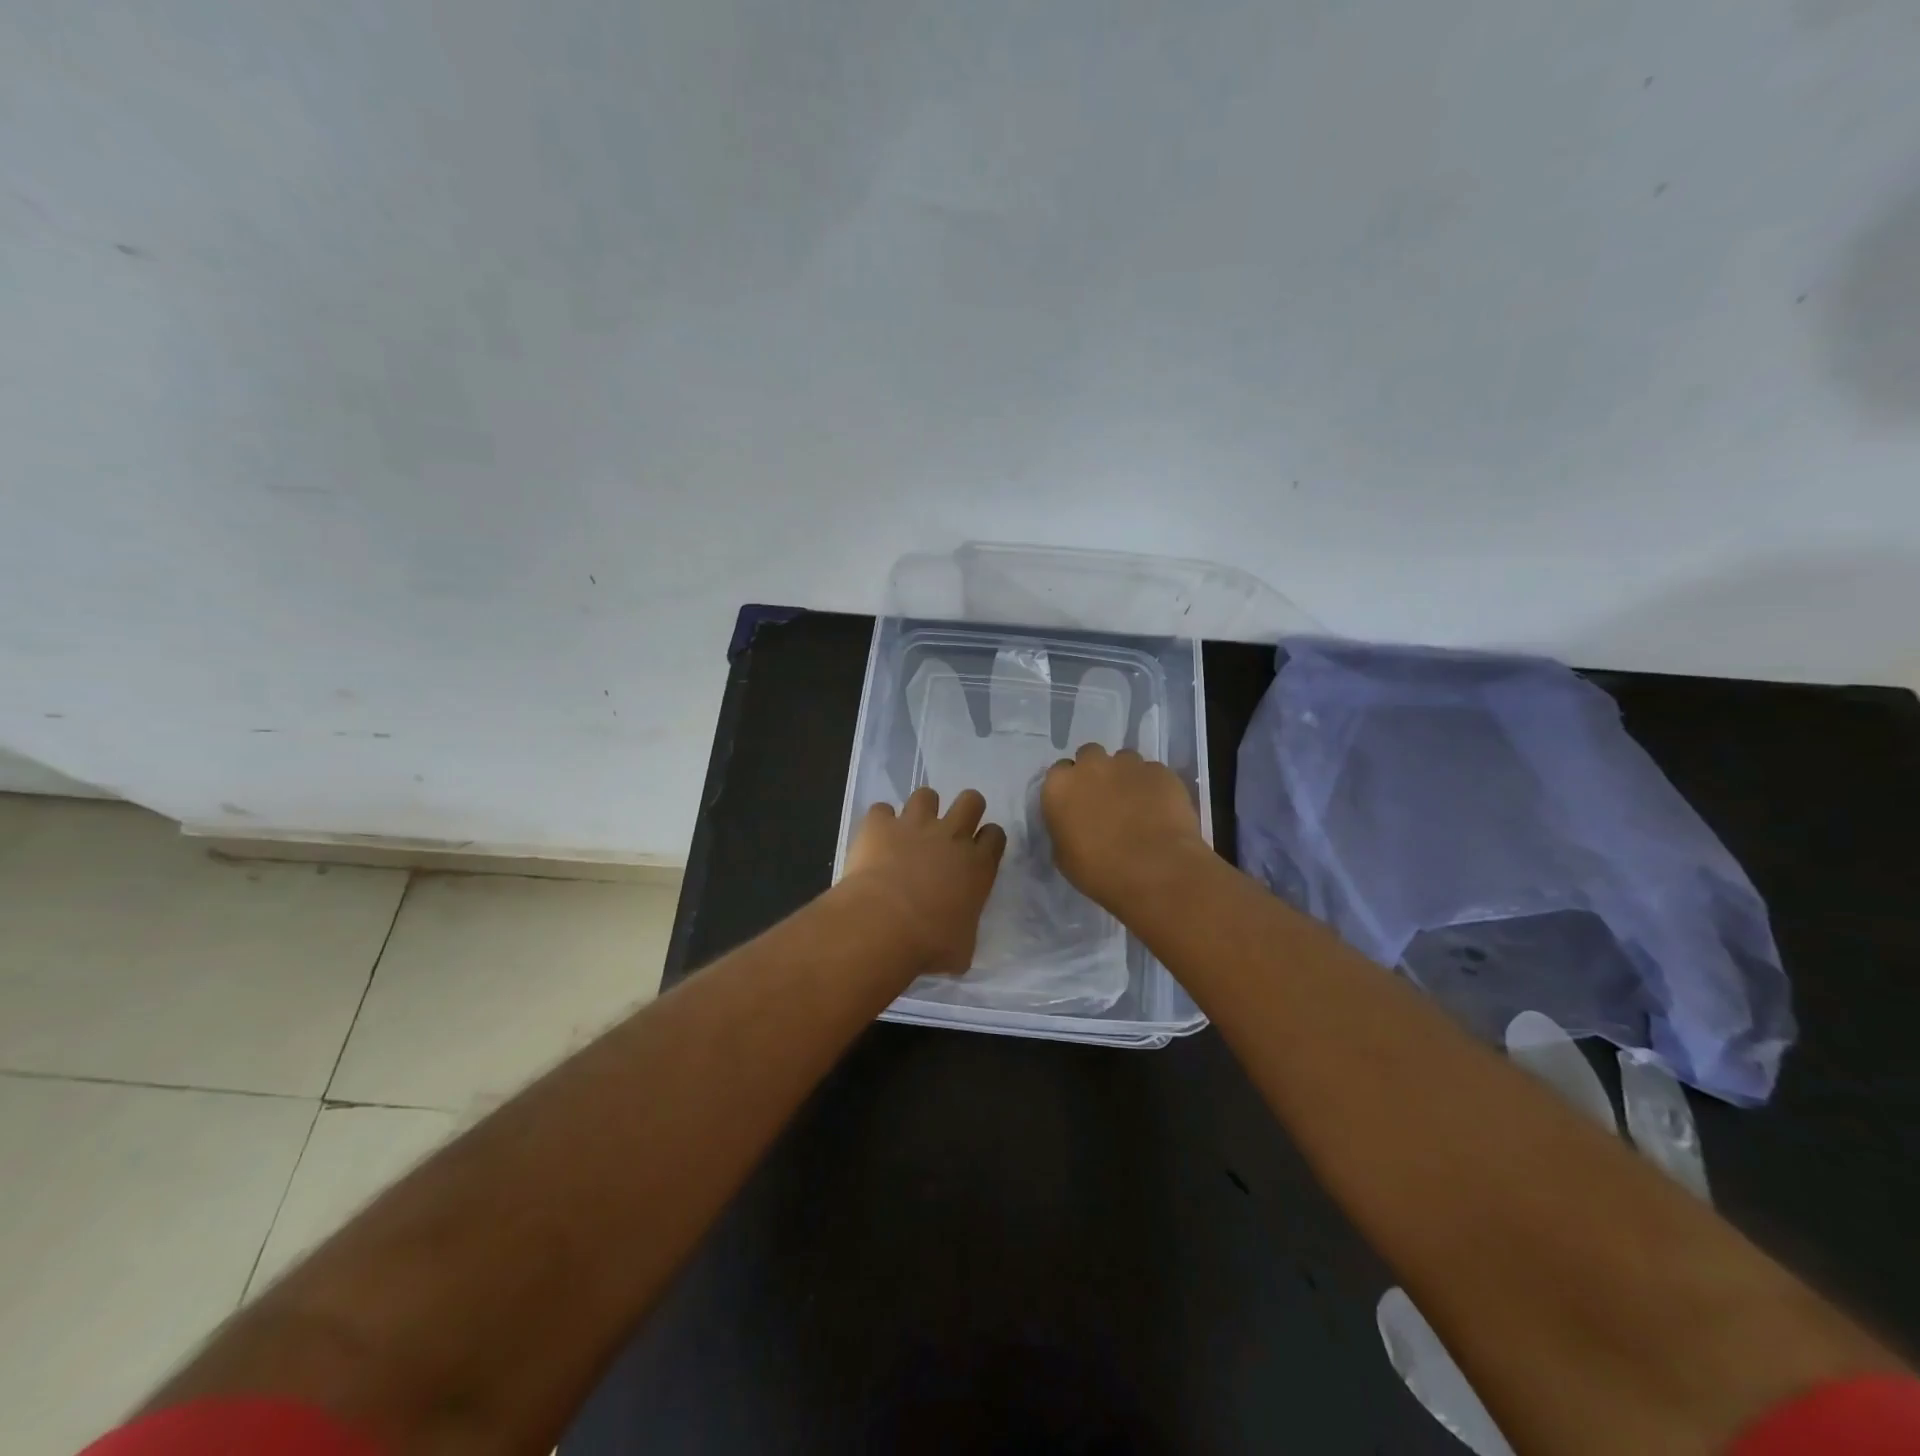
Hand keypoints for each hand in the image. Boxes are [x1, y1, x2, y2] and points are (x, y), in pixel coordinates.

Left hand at [841, 787, 1007, 973]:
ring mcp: (915, 825)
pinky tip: (875, 838)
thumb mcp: (962, 949)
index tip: (977, 851)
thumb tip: (957, 936)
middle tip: (950, 830)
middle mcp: (951, 836)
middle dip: (965, 809)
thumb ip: (964, 930)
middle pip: (971, 800)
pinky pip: (881, 809)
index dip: (987, 839)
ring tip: (910, 830)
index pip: (995, 835)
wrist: (884, 924)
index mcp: (978, 865)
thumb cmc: (930, 944)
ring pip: (926, 794)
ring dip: (921, 809)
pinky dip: (879, 822)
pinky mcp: (880, 824)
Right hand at [1041, 744, 1207, 912]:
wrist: (1155, 871)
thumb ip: (1064, 828)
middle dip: (1096, 772)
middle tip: (1106, 799)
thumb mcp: (1064, 856)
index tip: (1078, 805)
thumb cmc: (1100, 871)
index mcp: (1060, 786)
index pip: (1059, 772)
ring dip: (1126, 776)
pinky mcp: (1160, 771)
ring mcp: (1128, 765)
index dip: (1070, 787)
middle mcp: (1091, 766)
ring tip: (1138, 804)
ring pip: (1124, 760)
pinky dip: (1154, 786)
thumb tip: (1074, 823)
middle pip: (1090, 755)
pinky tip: (1161, 810)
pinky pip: (1153, 773)